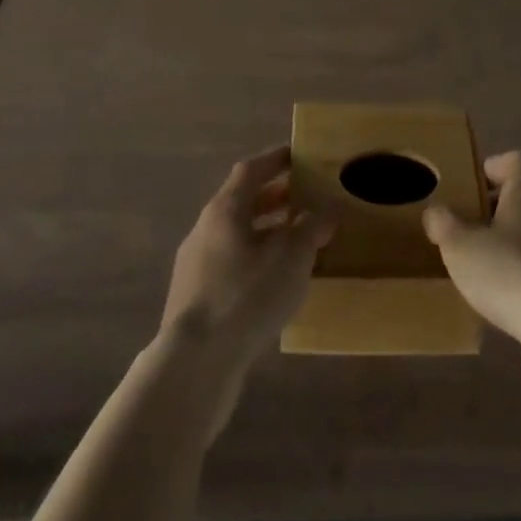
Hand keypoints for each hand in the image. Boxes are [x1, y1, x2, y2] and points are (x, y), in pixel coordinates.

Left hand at [161, 146, 332, 370]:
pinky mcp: (195, 299)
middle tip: (305, 199)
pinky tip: (276, 283)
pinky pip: (231, 264)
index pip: (251, 169)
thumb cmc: (246, 295)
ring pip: (237, 236)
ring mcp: (196, 265)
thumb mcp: (292, 257)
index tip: (299, 156)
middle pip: (242, 202)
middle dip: (275, 198)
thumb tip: (327, 210)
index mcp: (225, 209)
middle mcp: (205, 228)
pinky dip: (256, 261)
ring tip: (298, 243)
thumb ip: (312, 228)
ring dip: (267, 232)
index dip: (276, 159)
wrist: (194, 364)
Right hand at [423, 150, 520, 389]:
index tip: (470, 184)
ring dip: (508, 245)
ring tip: (479, 264)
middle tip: (466, 225)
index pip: (516, 160)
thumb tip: (435, 212)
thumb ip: (444, 225)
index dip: (493, 166)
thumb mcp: (461, 247)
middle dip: (495, 209)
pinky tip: (501, 298)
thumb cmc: (510, 273)